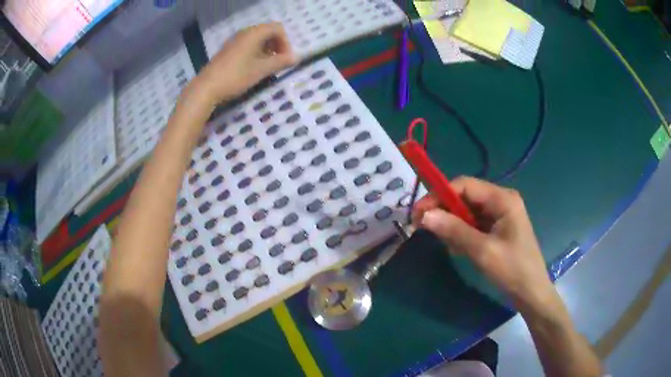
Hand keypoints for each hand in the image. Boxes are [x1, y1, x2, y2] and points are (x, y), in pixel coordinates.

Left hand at [191, 23, 296, 105]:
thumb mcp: (261, 70)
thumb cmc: (236, 76)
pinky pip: (247, 45)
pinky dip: (256, 53)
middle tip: (277, 63)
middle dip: (277, 46)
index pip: (278, 28)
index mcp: (254, 33)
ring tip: (266, 67)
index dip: (285, 42)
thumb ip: (280, 62)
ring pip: (257, 39)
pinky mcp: (228, 50)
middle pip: (268, 32)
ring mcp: (235, 41)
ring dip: (267, 50)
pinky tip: (253, 68)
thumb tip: (296, 58)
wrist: (207, 88)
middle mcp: (245, 32)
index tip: (284, 59)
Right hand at [412, 177, 554, 311]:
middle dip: (444, 211)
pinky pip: (473, 224)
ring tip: (448, 245)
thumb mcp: (483, 251)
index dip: (439, 195)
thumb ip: (454, 230)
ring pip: (467, 211)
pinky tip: (459, 249)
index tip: (418, 213)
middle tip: (423, 228)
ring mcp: (499, 214)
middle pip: (465, 197)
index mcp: (502, 199)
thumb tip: (424, 216)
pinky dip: (462, 234)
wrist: (530, 292)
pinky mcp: (497, 228)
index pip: (464, 185)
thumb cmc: (512, 270)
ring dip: (453, 225)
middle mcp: (501, 200)